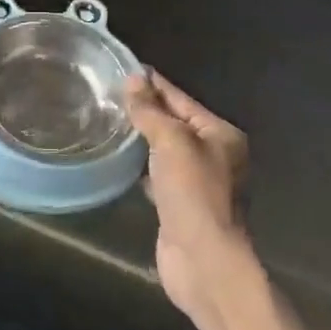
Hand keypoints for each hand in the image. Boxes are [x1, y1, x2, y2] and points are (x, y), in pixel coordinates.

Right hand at [124, 71, 252, 320]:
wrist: (203, 260)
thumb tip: (134, 78)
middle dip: (146, 110)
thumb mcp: (171, 142)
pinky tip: (120, 159)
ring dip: (142, 138)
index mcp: (220, 135)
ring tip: (110, 120)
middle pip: (175, 123)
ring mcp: (198, 183)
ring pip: (165, 150)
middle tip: (109, 93)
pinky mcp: (180, 205)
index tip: (126, 68)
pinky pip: (158, 174)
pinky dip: (141, 165)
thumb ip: (151, 111)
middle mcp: (214, 155)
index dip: (154, 84)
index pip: (181, 99)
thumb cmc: (194, 193)